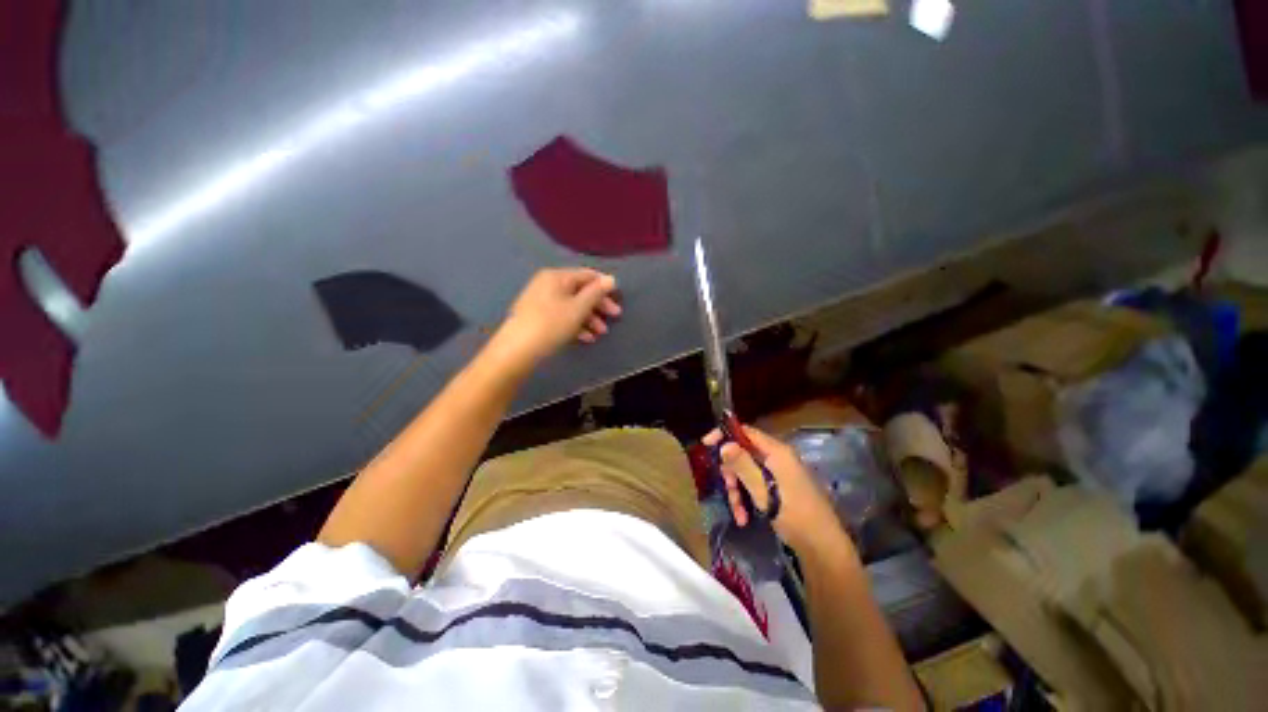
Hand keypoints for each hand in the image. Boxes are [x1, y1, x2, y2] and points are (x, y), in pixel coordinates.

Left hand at [495, 268, 621, 366]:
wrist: (517, 349)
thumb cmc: (552, 324)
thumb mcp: (578, 308)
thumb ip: (596, 292)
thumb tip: (610, 279)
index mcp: (557, 276)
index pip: (587, 275)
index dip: (605, 286)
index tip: (618, 300)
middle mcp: (548, 284)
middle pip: (580, 291)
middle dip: (598, 305)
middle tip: (615, 317)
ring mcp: (541, 301)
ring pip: (572, 305)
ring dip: (589, 318)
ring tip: (600, 333)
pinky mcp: (537, 317)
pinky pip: (562, 316)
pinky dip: (575, 325)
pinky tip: (586, 338)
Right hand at [703, 424, 841, 552]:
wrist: (823, 548)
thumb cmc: (793, 514)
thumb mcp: (763, 490)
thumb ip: (742, 464)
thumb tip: (724, 443)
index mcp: (777, 452)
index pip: (746, 432)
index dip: (725, 435)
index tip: (706, 444)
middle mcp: (778, 458)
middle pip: (744, 454)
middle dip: (731, 472)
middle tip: (726, 488)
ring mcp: (779, 474)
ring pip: (747, 473)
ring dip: (738, 491)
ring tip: (738, 513)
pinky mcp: (780, 490)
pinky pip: (756, 486)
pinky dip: (748, 499)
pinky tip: (744, 518)